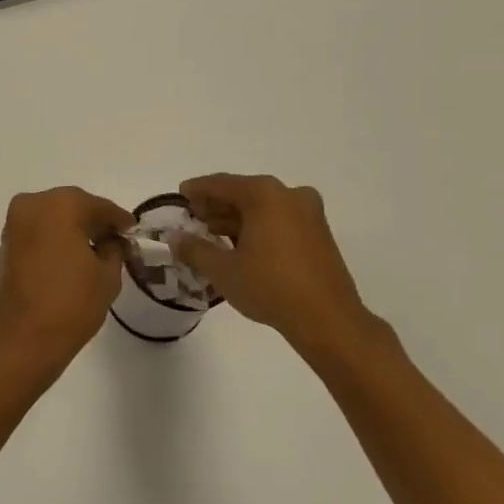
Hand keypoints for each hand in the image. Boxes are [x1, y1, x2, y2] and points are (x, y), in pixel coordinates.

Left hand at [0, 187, 132, 377]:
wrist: (22, 338)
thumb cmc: (71, 303)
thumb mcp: (107, 275)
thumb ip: (114, 248)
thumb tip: (113, 240)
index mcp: (61, 204)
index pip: (99, 206)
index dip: (119, 219)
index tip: (132, 230)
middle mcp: (34, 204)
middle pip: (73, 205)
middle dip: (94, 220)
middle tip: (116, 239)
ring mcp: (15, 222)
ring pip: (53, 216)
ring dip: (73, 227)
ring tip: (95, 250)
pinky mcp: (6, 242)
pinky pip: (38, 230)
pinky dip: (55, 237)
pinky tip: (72, 255)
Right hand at [175, 174, 391, 364]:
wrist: (328, 320)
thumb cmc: (270, 287)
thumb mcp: (223, 270)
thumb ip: (194, 249)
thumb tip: (175, 238)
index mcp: (264, 194)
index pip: (221, 184)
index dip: (197, 190)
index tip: (180, 195)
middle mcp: (289, 195)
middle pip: (243, 193)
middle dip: (217, 205)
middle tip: (194, 219)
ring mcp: (309, 213)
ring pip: (263, 207)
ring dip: (237, 218)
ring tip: (213, 236)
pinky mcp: (319, 233)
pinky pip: (279, 220)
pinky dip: (258, 227)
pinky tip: (241, 247)